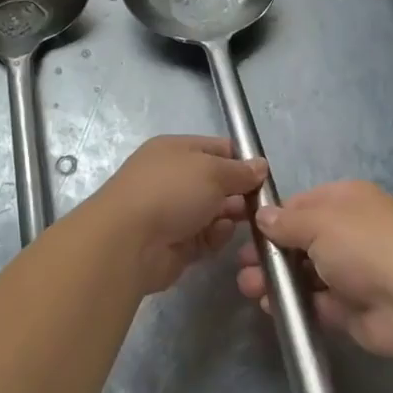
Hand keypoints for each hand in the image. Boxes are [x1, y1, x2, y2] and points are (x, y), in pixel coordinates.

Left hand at [89, 136, 267, 295]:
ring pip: (215, 211)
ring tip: (247, 221)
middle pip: (218, 182)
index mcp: (176, 150)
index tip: (264, 175)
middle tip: (263, 204)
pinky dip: (216, 236)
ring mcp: (173, 211)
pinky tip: (219, 235)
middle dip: (241, 192)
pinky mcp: (176, 243)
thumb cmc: (170, 192)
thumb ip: (240, 170)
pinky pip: (206, 237)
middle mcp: (173, 178)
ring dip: (231, 216)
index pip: (218, 149)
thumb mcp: (212, 171)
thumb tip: (260, 166)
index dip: (243, 160)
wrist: (128, 242)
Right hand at [235, 181, 392, 356]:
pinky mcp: (350, 306)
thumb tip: (262, 216)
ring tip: (249, 287)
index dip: (274, 216)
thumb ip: (286, 221)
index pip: (303, 203)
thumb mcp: (319, 222)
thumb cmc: (364, 247)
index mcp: (348, 200)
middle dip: (271, 251)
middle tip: (243, 264)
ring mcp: (352, 270)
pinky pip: (315, 301)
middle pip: (301, 239)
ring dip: (277, 278)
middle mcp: (351, 232)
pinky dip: (293, 303)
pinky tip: (270, 306)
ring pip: (305, 272)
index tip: (246, 229)